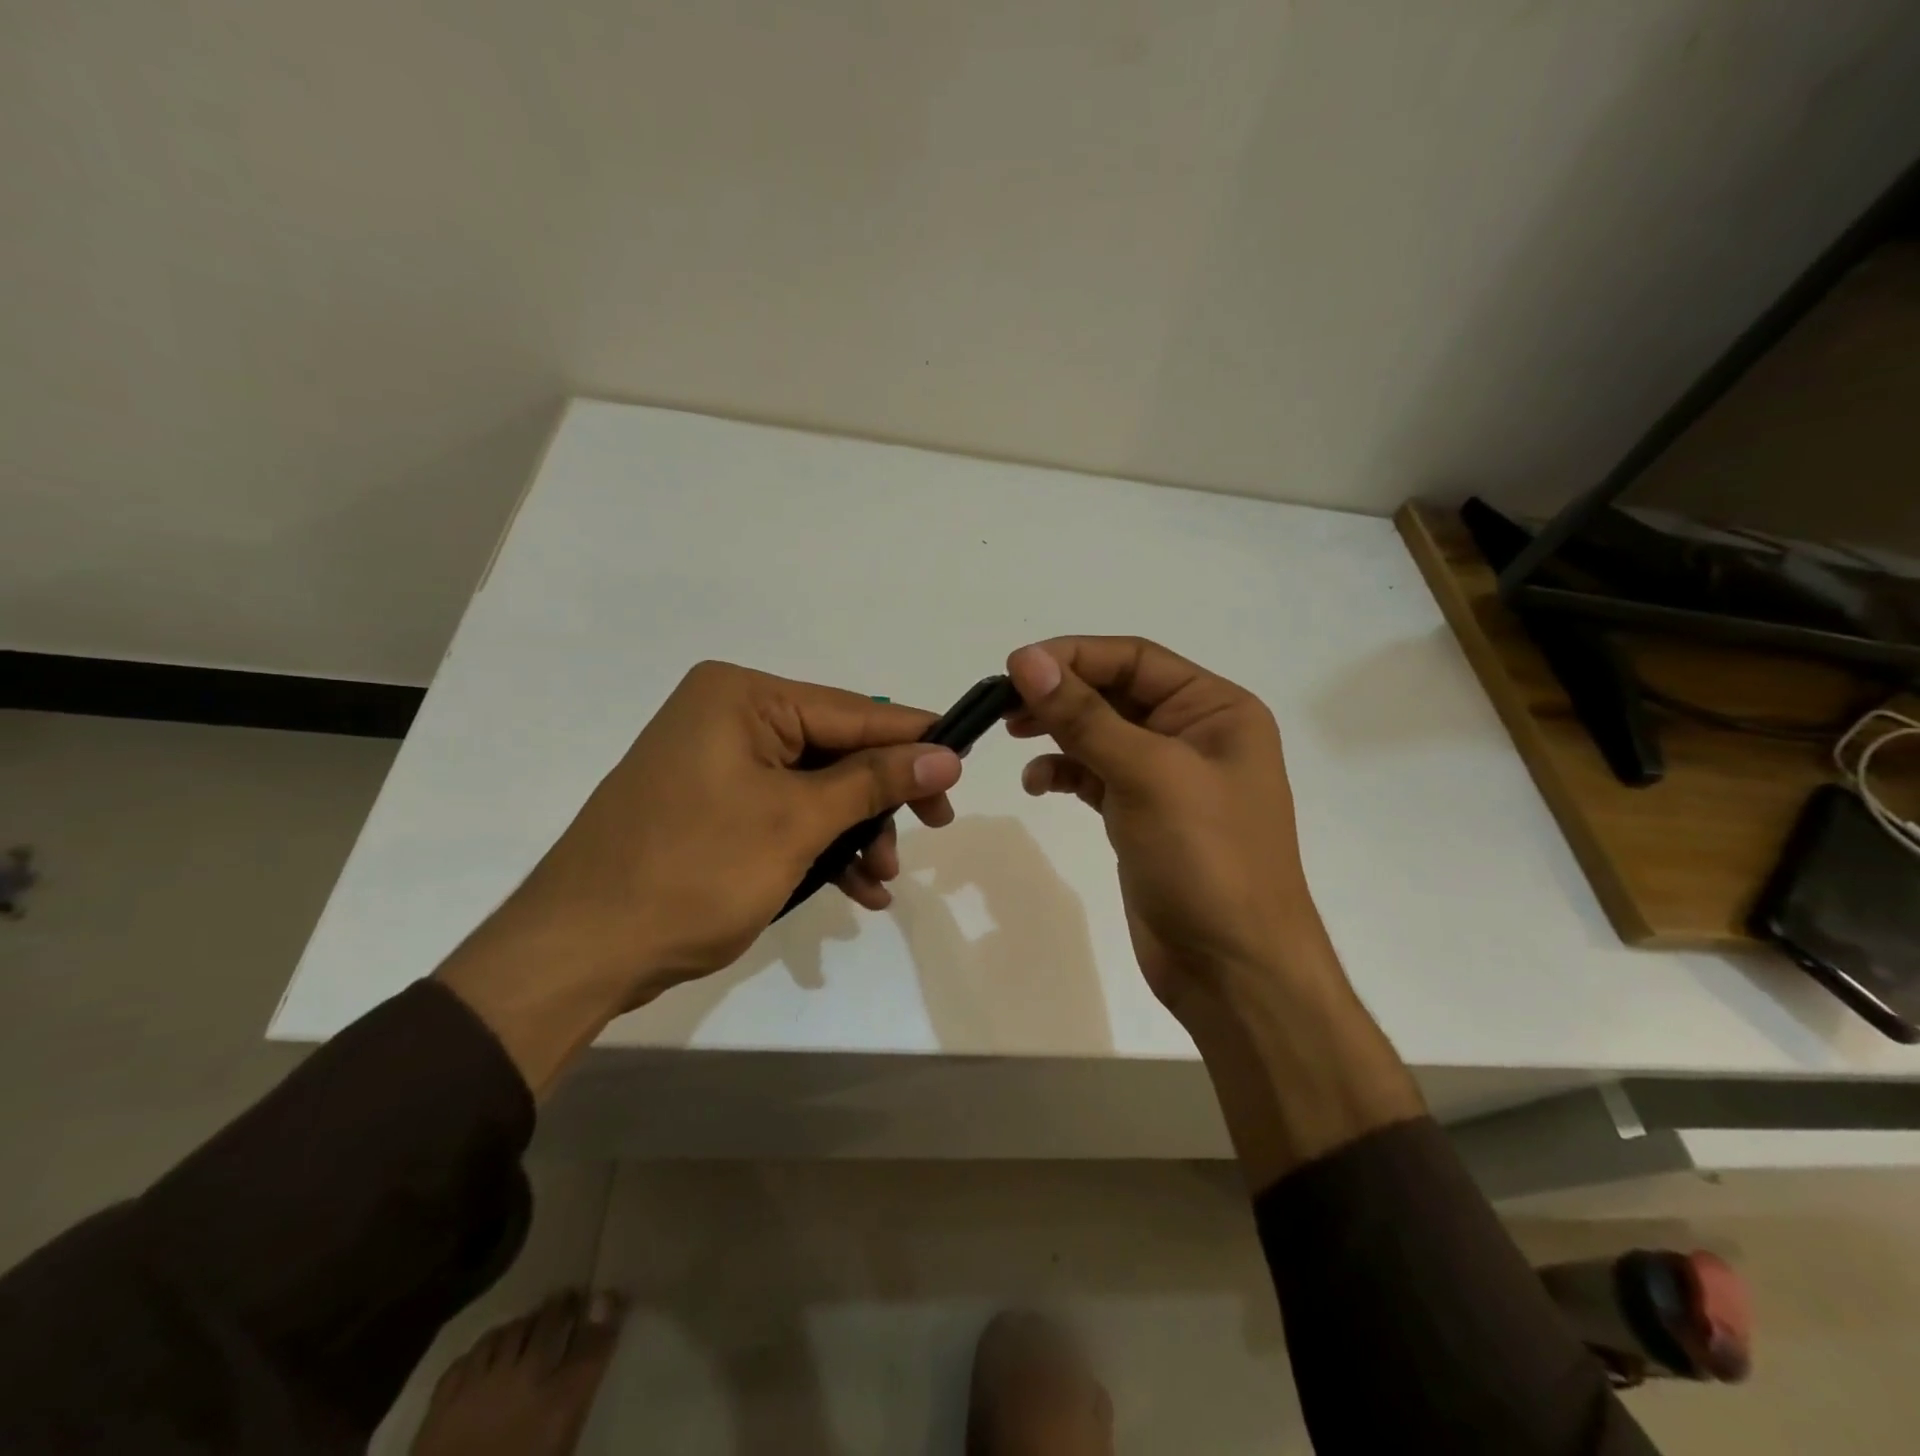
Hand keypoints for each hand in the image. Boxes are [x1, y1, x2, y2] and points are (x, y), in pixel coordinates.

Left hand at [438, 661, 961, 1092]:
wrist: (580, 952)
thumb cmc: (693, 872)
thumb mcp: (796, 823)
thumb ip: (874, 781)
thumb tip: (946, 754)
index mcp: (743, 697)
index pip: (853, 710)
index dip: (914, 739)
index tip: (967, 764)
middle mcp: (729, 716)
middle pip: (836, 749)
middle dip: (882, 797)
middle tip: (934, 828)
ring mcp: (716, 762)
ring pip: (814, 787)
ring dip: (855, 831)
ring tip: (882, 880)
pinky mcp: (710, 805)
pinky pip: (783, 812)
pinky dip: (819, 846)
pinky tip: (854, 888)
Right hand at [1007, 636, 1421, 1184]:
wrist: (1233, 969)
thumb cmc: (1206, 859)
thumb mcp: (1147, 775)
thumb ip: (1084, 716)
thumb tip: (1026, 659)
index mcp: (1216, 709)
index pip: (1136, 659)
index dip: (1074, 656)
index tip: (1015, 667)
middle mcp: (1195, 733)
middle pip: (1115, 692)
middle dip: (1061, 694)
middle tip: (1004, 705)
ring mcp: (1167, 777)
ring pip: (1101, 732)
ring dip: (1058, 730)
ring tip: (1013, 734)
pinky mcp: (1142, 814)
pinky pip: (1096, 774)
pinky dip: (1065, 772)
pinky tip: (1039, 783)